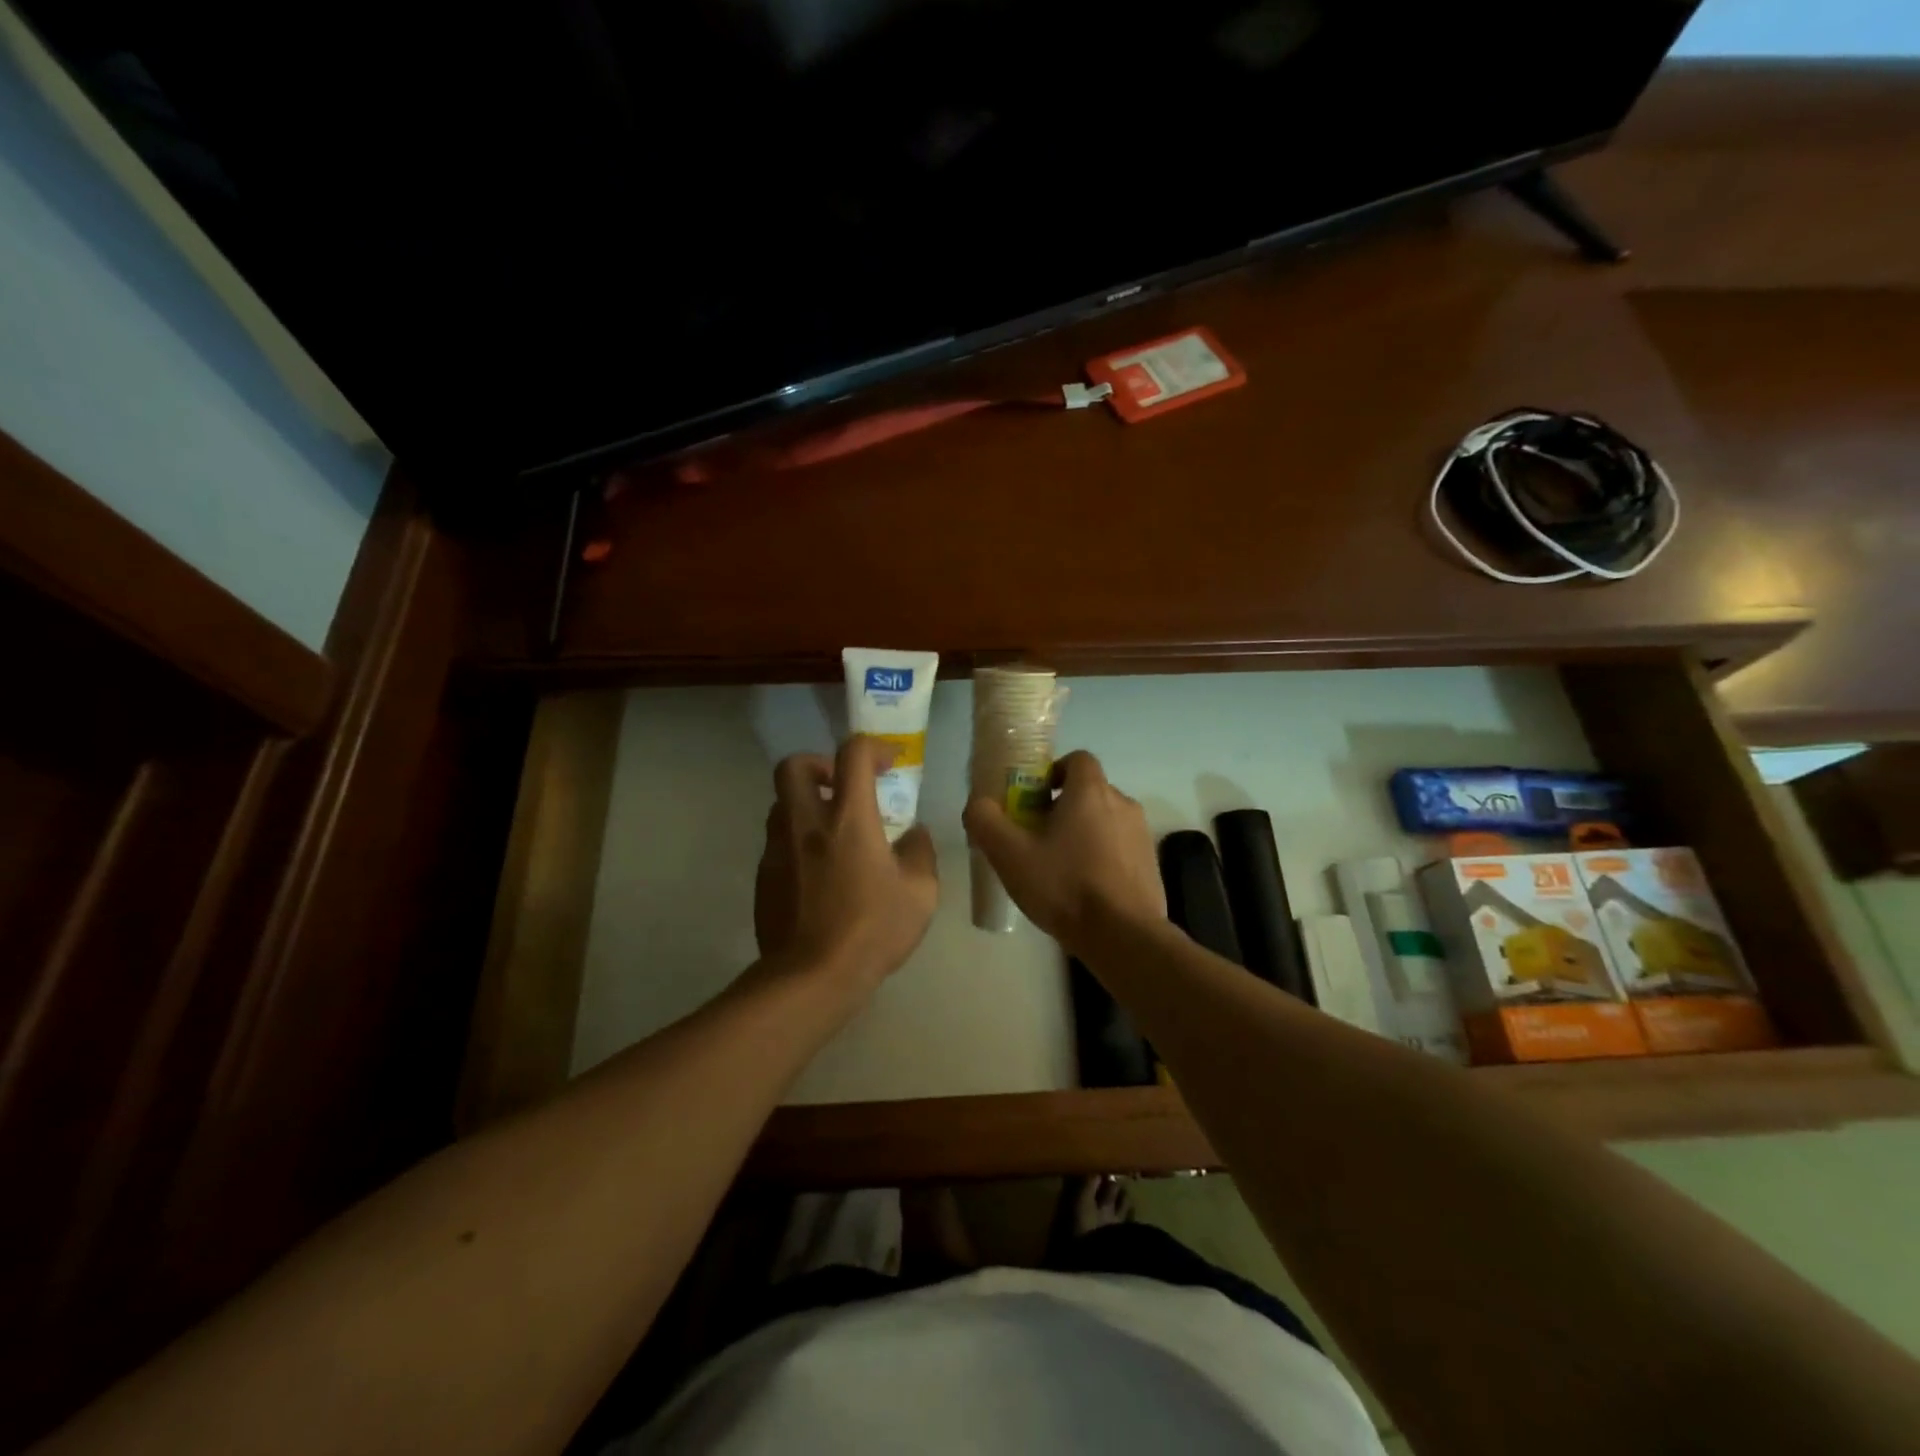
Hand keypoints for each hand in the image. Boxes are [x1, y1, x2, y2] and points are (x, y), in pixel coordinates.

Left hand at [755, 735, 939, 991]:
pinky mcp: (763, 876)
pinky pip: (778, 842)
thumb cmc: (872, 931)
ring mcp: (777, 849)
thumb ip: (920, 853)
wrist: (811, 977)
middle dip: (819, 764)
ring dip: (806, 804)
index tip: (888, 764)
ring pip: (781, 804)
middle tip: (842, 787)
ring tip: (833, 833)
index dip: (872, 747)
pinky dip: (798, 841)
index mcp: (848, 819)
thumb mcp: (920, 894)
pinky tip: (819, 873)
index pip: (852, 754)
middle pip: (793, 765)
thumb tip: (914, 835)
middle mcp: (805, 823)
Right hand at [962, 750, 1164, 957]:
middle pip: (1089, 791)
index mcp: (1091, 791)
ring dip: (1082, 834)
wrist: (1123, 936)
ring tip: (1059, 868)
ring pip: (1104, 821)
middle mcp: (1122, 804)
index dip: (1053, 772)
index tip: (1033, 799)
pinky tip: (1084, 889)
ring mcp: (1141, 835)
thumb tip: (978, 804)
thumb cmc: (1065, 885)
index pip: (1077, 759)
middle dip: (1062, 807)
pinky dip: (1101, 858)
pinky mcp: (1150, 864)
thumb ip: (986, 821)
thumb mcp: (1010, 854)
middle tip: (1036, 838)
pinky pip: (1119, 848)